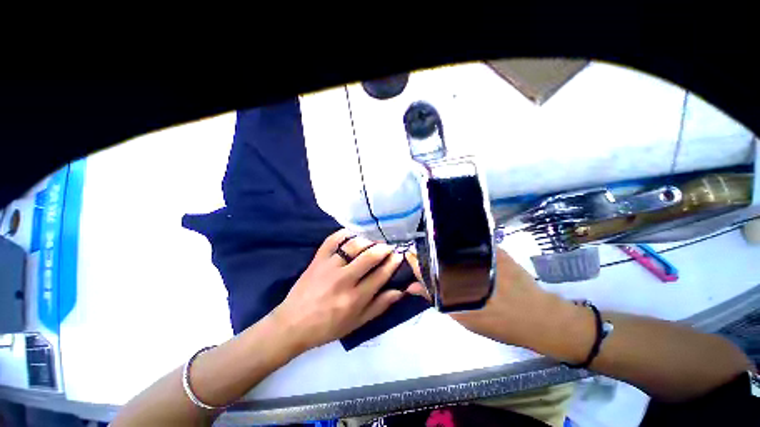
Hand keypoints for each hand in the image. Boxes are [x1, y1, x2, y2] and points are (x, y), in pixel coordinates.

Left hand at [271, 230, 417, 354]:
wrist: (293, 324)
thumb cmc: (328, 327)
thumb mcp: (357, 323)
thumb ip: (379, 306)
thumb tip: (400, 291)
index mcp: (355, 298)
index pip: (381, 275)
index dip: (393, 263)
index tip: (399, 256)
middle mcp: (344, 280)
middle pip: (370, 256)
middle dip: (384, 249)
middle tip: (388, 247)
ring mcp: (329, 267)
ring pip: (353, 245)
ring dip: (367, 241)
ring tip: (372, 242)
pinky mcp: (317, 259)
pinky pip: (332, 240)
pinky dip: (344, 233)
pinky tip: (352, 234)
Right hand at [408, 248, 564, 348]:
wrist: (540, 318)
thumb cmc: (500, 321)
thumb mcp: (462, 315)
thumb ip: (435, 298)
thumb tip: (411, 287)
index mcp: (455, 276)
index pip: (427, 263)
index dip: (415, 260)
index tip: (408, 257)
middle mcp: (465, 259)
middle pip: (437, 251)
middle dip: (428, 254)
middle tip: (425, 262)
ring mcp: (479, 251)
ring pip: (452, 246)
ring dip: (443, 252)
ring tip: (439, 259)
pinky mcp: (493, 249)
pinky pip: (469, 244)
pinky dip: (460, 249)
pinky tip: (458, 256)